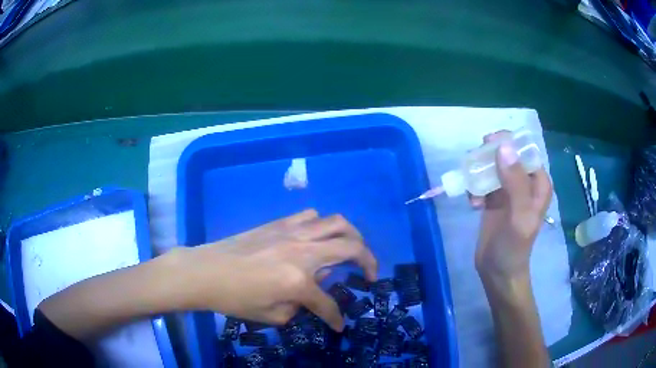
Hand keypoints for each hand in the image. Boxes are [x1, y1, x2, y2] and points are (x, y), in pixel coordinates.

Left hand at [176, 209, 377, 330]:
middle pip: (350, 247)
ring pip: (336, 222)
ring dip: (351, 235)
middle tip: (370, 273)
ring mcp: (292, 232)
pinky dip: (323, 225)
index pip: (328, 304)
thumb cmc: (235, 299)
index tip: (338, 325)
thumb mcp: (272, 315)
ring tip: (351, 248)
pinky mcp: (279, 223)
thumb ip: (301, 304)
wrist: (205, 271)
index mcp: (298, 281)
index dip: (336, 318)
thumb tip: (315, 285)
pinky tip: (318, 237)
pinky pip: (311, 216)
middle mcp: (302, 251)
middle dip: (368, 261)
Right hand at [470, 131, 551, 282]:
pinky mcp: (495, 199)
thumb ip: (515, 182)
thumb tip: (503, 146)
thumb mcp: (519, 216)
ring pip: (492, 166)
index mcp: (538, 183)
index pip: (524, 150)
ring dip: (479, 175)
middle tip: (475, 166)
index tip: (487, 143)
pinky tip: (473, 204)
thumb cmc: (513, 247)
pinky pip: (483, 182)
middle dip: (489, 158)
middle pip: (506, 155)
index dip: (507, 142)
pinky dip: (476, 189)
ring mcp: (509, 190)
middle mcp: (525, 182)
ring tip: (474, 193)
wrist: (498, 272)